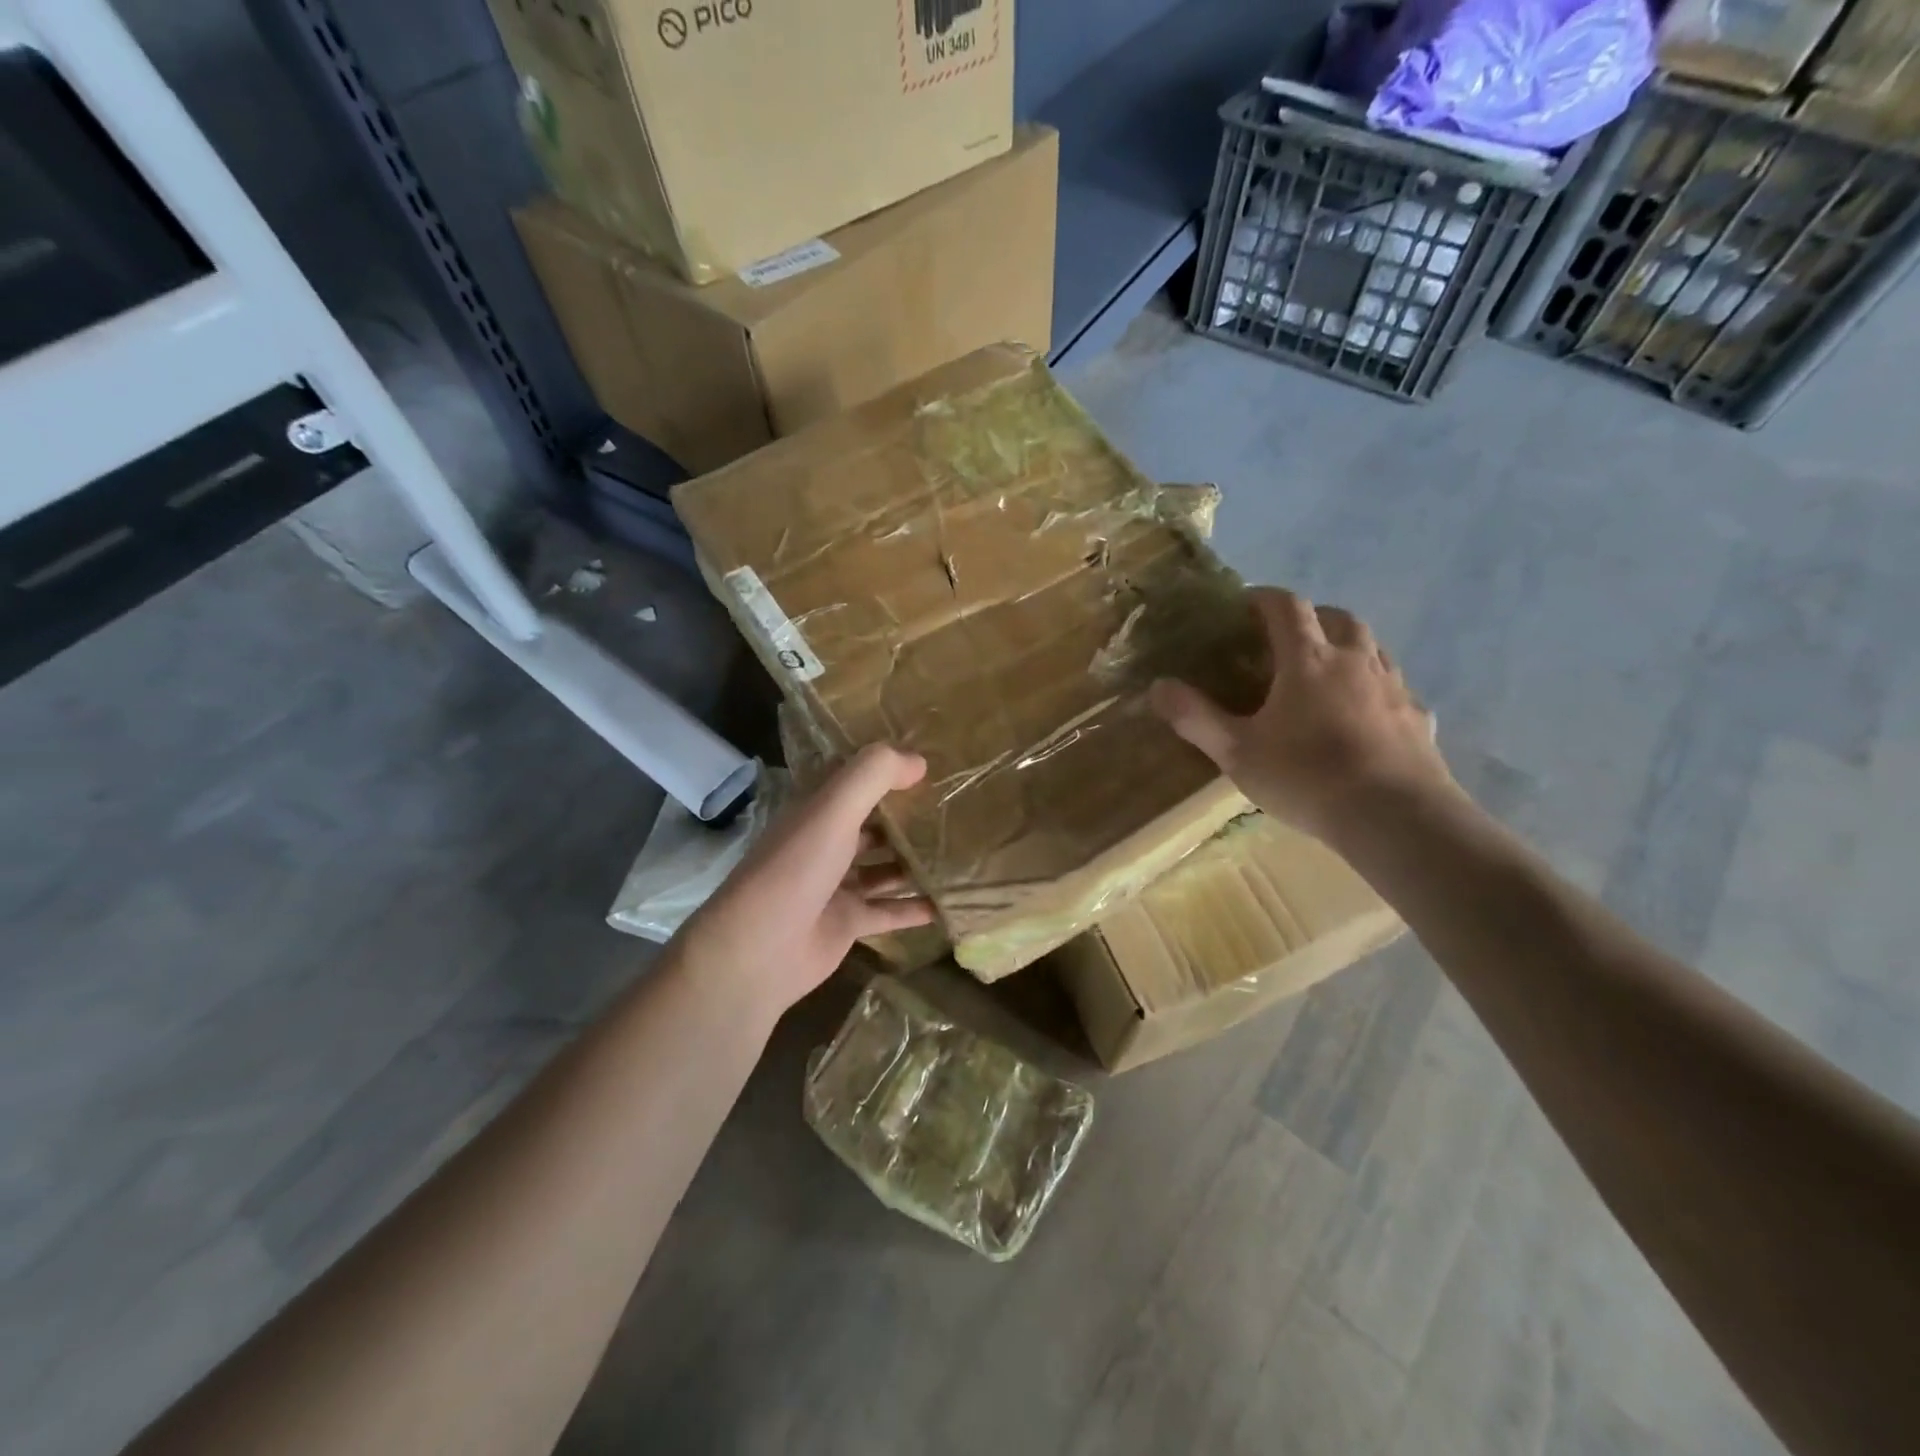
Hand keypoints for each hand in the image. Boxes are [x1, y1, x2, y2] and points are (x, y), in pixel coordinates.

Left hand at [673, 745, 934, 1021]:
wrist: (757, 952)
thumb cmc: (795, 870)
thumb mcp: (833, 810)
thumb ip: (874, 776)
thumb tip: (919, 761)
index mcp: (816, 811)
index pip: (853, 780)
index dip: (886, 769)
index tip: (929, 762)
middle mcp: (826, 844)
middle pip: (873, 824)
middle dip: (907, 816)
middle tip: (954, 808)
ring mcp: (837, 886)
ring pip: (884, 868)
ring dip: (916, 861)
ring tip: (961, 852)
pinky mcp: (848, 923)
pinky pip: (890, 910)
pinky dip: (917, 907)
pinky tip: (950, 903)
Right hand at [1149, 587, 1454, 841]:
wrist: (1394, 816)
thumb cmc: (1307, 777)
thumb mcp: (1237, 752)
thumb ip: (1195, 718)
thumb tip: (1157, 686)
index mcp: (1308, 660)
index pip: (1287, 607)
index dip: (1265, 598)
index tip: (1246, 604)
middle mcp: (1355, 661)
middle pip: (1338, 618)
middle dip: (1311, 618)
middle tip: (1288, 638)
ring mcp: (1394, 687)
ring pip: (1373, 647)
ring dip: (1348, 646)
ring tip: (1327, 671)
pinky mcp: (1418, 717)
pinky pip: (1397, 688)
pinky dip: (1377, 688)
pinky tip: (1367, 714)